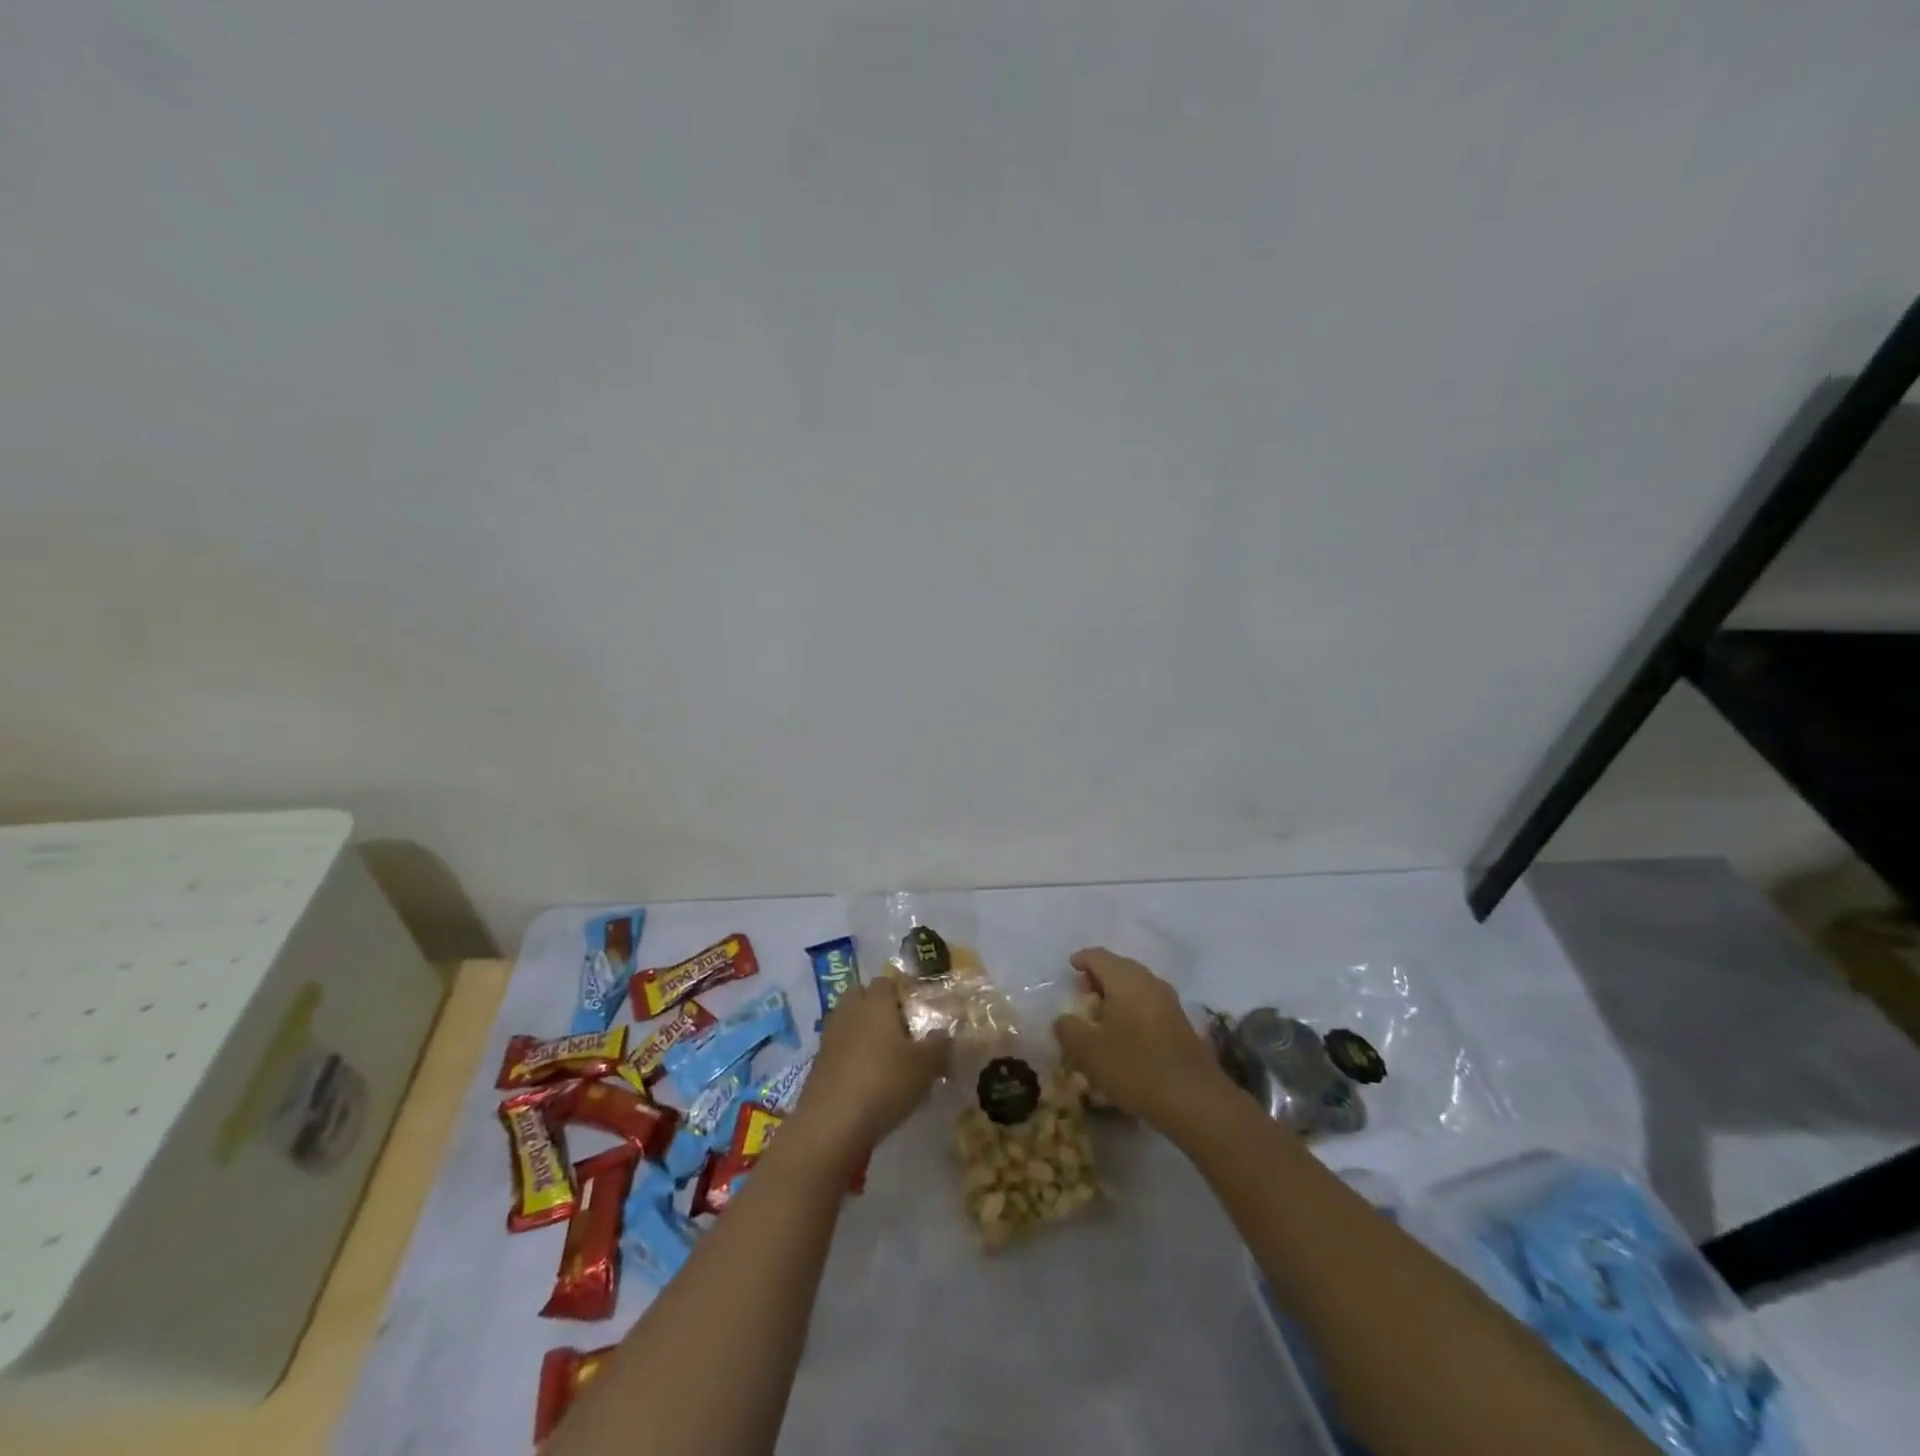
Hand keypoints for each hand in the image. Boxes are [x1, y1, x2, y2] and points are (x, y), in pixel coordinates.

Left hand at [789, 978, 947, 1163]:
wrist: (831, 1124)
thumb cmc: (884, 1082)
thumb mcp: (926, 1066)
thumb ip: (939, 1045)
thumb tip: (944, 1033)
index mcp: (875, 1002)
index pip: (887, 982)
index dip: (902, 994)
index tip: (918, 1014)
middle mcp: (850, 1011)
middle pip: (862, 997)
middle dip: (878, 1009)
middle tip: (901, 1034)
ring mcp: (830, 1037)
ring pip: (849, 1023)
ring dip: (864, 1034)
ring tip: (886, 1060)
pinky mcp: (818, 1064)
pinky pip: (839, 1050)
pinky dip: (851, 1058)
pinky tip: (867, 1081)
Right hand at [1053, 948, 1227, 1128]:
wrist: (1194, 1099)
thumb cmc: (1134, 1066)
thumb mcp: (1087, 1051)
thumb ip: (1068, 1029)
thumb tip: (1064, 1019)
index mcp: (1125, 980)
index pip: (1099, 956)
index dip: (1082, 959)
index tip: (1070, 968)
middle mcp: (1150, 983)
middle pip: (1120, 968)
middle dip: (1099, 977)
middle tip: (1083, 994)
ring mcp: (1170, 1003)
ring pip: (1137, 987)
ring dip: (1117, 995)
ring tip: (1102, 1017)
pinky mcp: (1181, 1025)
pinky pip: (1150, 1005)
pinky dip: (1133, 1010)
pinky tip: (1126, 1035)